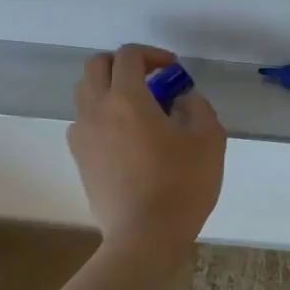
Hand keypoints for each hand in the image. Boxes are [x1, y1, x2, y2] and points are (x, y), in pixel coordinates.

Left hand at [67, 44, 225, 248]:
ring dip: (110, 88)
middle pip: (96, 66)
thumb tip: (182, 98)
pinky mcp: (80, 159)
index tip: (174, 70)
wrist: (145, 235)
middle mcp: (96, 110)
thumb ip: (197, 107)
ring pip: (86, 93)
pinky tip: (128, 136)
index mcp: (127, 99)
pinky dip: (103, 115)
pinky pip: (84, 121)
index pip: (128, 56)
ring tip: (140, 108)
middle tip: (152, 79)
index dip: (152, 54)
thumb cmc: (182, 184)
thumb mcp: (209, 139)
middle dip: (124, 64)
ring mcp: (82, 136)